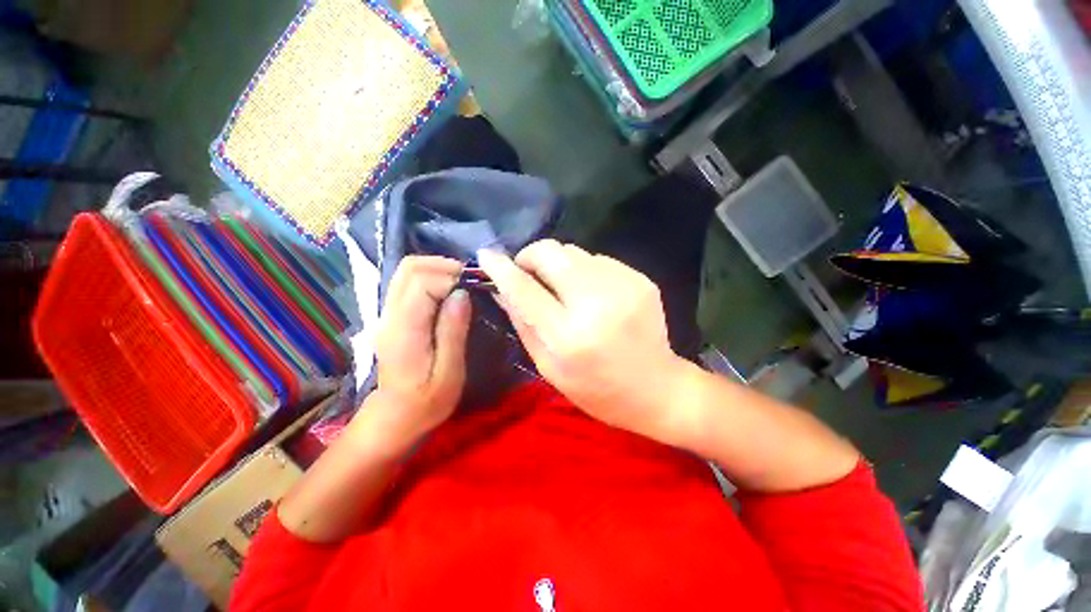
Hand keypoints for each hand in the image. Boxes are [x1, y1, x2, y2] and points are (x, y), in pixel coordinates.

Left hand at [363, 256, 470, 445]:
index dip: (450, 277)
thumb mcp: (449, 372)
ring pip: (406, 271)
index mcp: (405, 329)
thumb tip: (461, 293)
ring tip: (461, 283)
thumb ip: (453, 331)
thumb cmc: (427, 401)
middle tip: (469, 279)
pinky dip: (430, 277)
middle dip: (443, 265)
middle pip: (409, 268)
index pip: (421, 281)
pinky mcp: (392, 315)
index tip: (473, 287)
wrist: (395, 417)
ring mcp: (387, 313)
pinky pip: (408, 283)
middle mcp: (390, 314)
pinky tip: (448, 292)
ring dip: (436, 269)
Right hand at [478, 241, 688, 442]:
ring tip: (562, 288)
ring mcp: (623, 286)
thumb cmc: (596, 389)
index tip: (486, 255)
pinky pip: (598, 260)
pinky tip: (590, 293)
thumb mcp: (549, 366)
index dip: (501, 268)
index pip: (525, 289)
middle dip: (531, 256)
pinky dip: (585, 271)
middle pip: (552, 252)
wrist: (656, 388)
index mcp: (569, 335)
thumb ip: (523, 323)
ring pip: (574, 251)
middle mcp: (597, 303)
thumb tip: (501, 288)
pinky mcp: (640, 279)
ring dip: (559, 265)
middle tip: (529, 273)